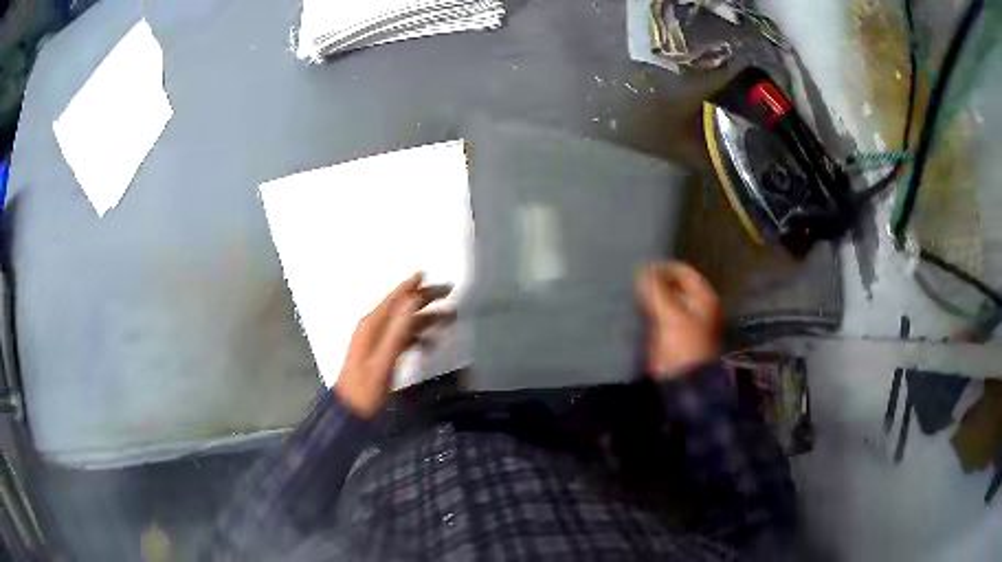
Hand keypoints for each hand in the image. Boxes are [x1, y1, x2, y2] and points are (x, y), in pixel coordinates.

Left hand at [334, 273, 451, 417]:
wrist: (352, 411)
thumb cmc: (366, 388)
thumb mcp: (383, 360)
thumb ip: (397, 330)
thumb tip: (410, 301)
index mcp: (371, 326)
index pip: (394, 299)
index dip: (410, 285)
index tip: (425, 274)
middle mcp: (373, 328)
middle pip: (401, 308)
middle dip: (424, 299)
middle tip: (446, 292)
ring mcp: (377, 341)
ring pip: (405, 323)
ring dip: (425, 318)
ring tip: (448, 315)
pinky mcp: (381, 353)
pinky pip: (403, 337)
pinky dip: (418, 335)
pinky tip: (431, 341)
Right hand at [637, 262, 721, 377]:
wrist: (683, 385)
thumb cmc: (682, 347)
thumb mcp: (670, 315)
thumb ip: (656, 290)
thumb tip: (643, 268)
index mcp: (703, 298)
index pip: (683, 271)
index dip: (663, 268)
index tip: (640, 269)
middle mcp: (697, 306)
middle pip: (674, 285)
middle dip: (655, 282)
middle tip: (633, 282)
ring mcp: (685, 322)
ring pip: (665, 301)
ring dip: (650, 297)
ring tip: (631, 295)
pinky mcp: (672, 336)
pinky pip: (659, 316)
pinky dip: (648, 312)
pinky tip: (634, 312)